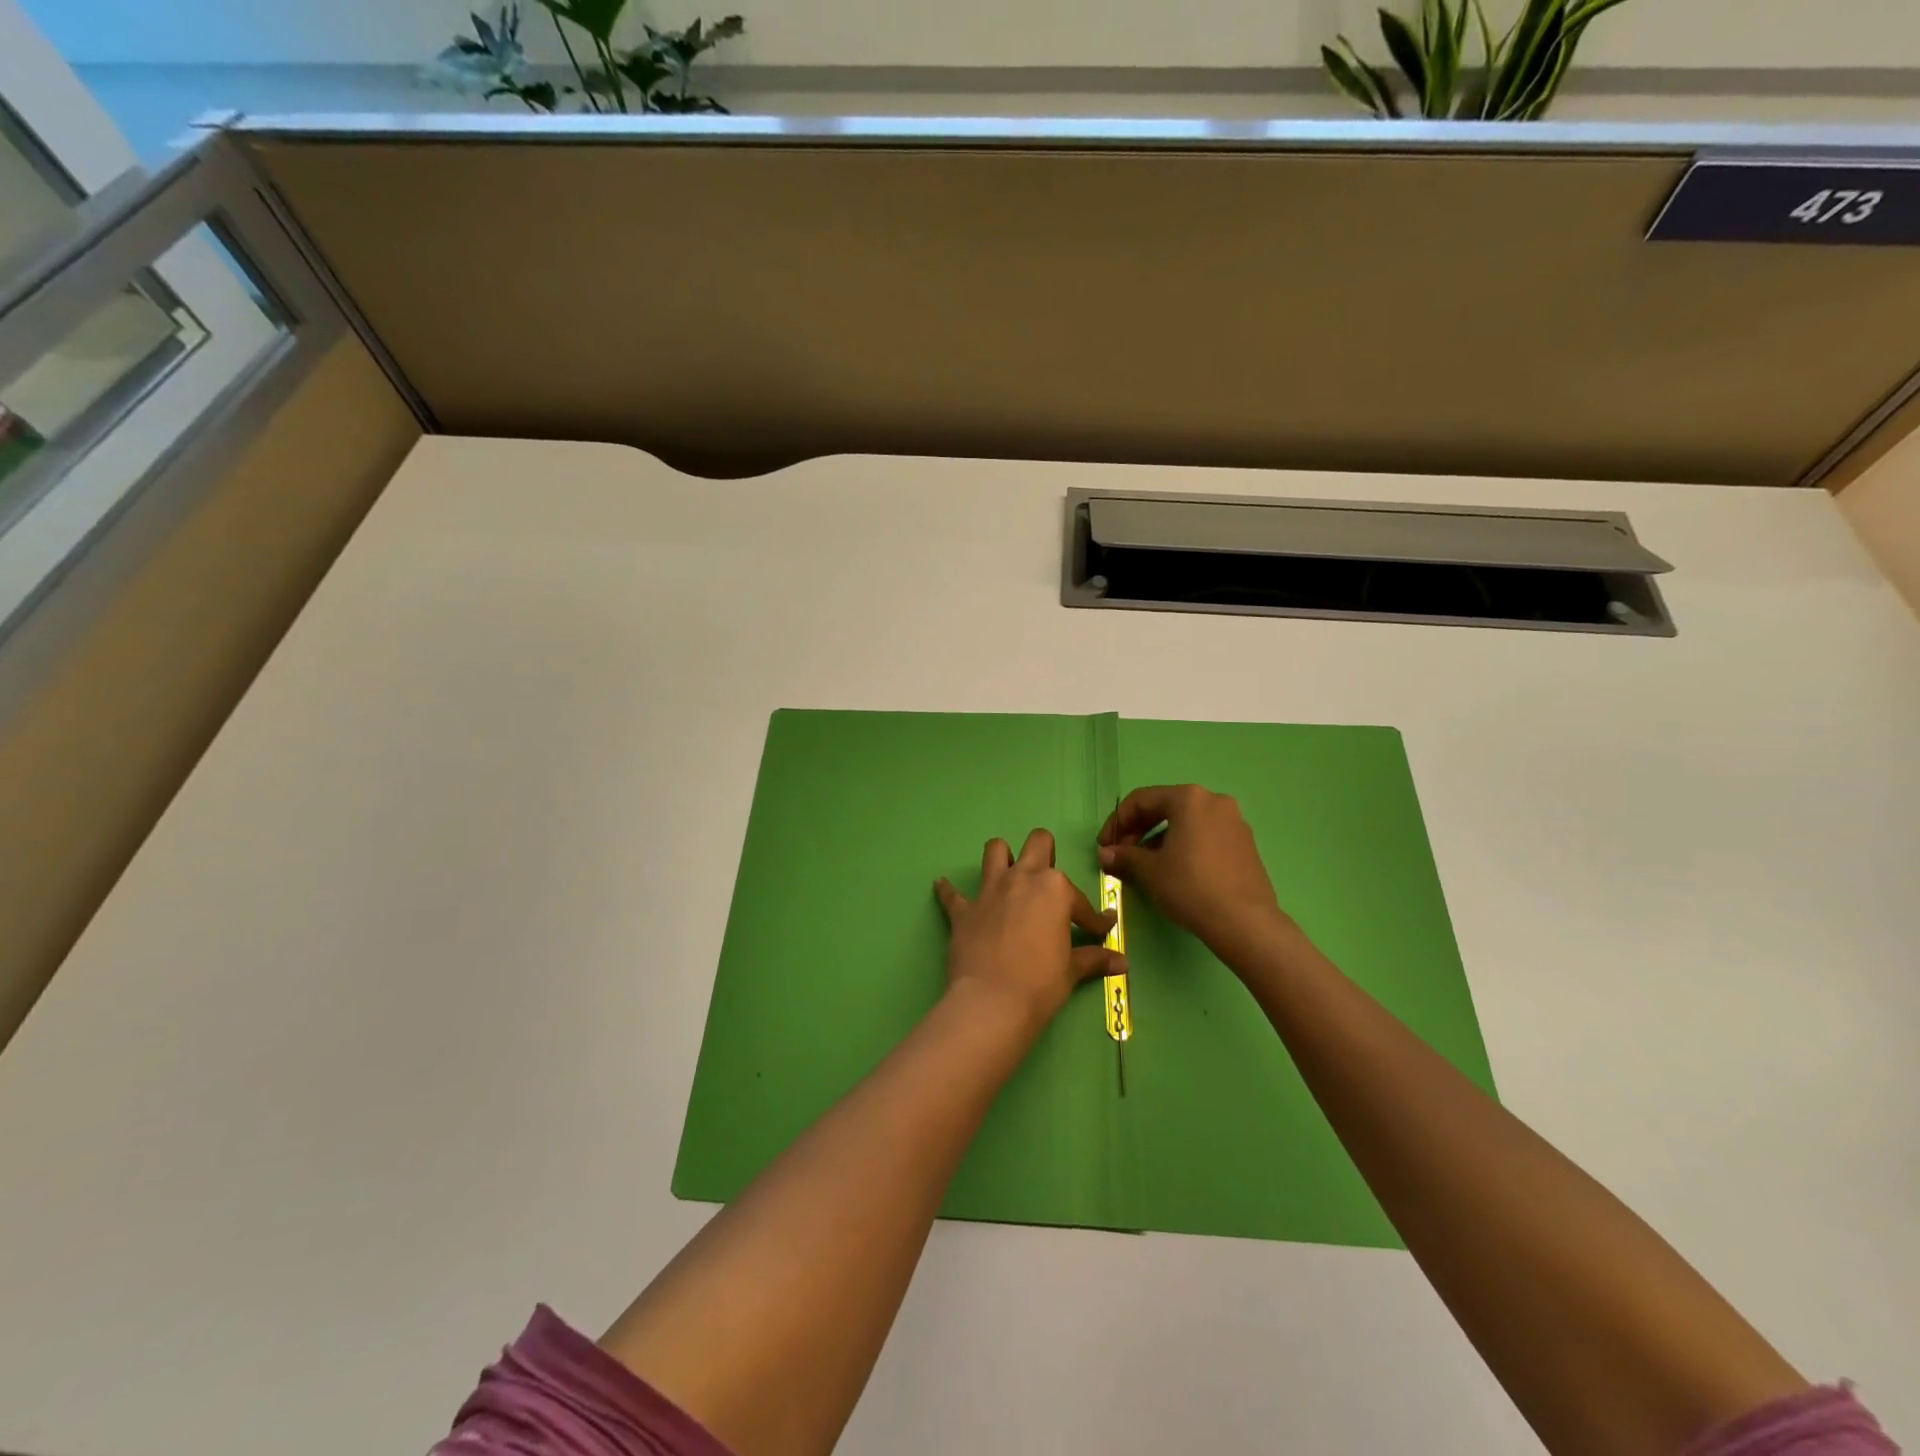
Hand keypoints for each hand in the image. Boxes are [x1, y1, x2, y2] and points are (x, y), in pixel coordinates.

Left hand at [934, 829, 1124, 1030]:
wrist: (992, 1002)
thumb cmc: (1041, 983)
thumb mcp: (1072, 970)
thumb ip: (1095, 958)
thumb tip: (1123, 962)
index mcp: (1054, 889)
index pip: (1080, 900)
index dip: (1093, 918)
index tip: (1100, 930)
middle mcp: (1022, 878)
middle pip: (1037, 844)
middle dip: (1046, 854)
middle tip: (1048, 882)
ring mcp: (989, 891)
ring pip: (995, 850)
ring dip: (1002, 857)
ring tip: (1008, 874)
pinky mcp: (964, 910)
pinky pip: (951, 894)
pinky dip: (949, 891)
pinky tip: (943, 886)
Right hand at [1098, 785, 1285, 957]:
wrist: (1245, 923)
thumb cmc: (1190, 887)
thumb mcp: (1150, 871)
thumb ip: (1124, 856)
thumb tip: (1105, 854)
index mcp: (1189, 798)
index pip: (1141, 800)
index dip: (1116, 822)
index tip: (1104, 846)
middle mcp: (1214, 801)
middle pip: (1165, 807)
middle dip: (1137, 830)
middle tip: (1121, 855)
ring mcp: (1234, 821)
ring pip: (1185, 822)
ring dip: (1159, 839)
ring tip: (1145, 866)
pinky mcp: (1245, 843)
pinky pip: (1204, 835)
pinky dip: (1183, 846)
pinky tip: (1174, 870)